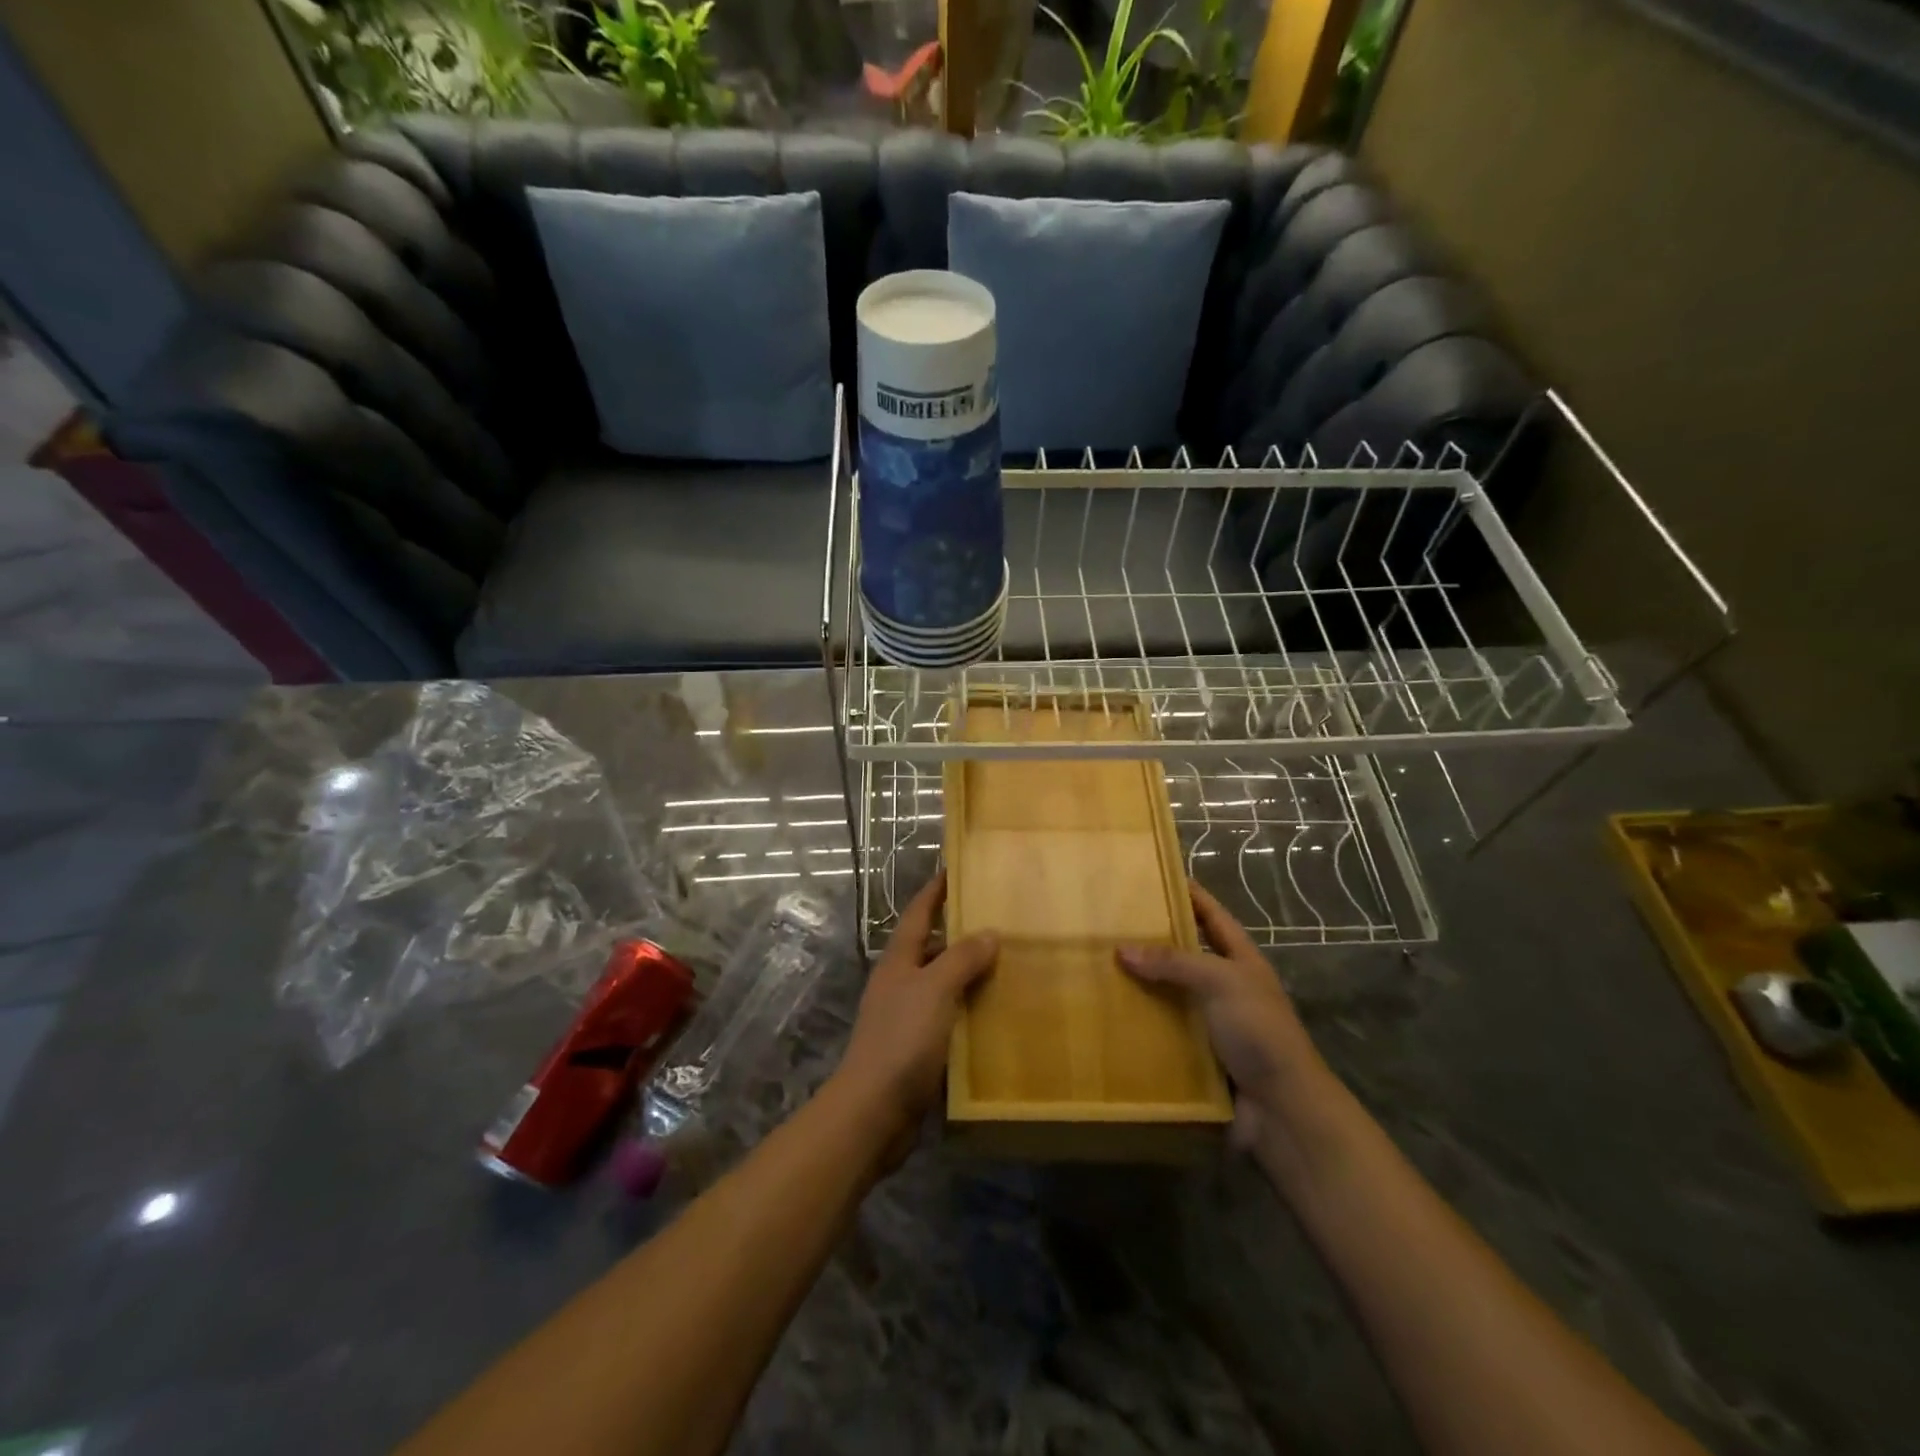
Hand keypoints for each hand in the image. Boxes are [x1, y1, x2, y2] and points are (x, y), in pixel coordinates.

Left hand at [833, 872, 997, 1145]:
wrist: (874, 1111)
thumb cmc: (902, 1040)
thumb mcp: (934, 990)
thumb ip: (961, 959)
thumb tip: (988, 933)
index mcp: (899, 961)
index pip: (918, 914)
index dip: (936, 891)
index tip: (957, 869)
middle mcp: (901, 983)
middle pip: (933, 948)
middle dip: (962, 934)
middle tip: (1001, 921)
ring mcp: (908, 1017)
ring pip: (944, 985)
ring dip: (970, 974)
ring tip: (1010, 964)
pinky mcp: (919, 1049)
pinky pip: (950, 1018)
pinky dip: (971, 1011)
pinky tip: (998, 1014)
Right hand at [1120, 881, 1336, 1155]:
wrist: (1282, 1110)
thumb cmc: (1259, 1032)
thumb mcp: (1221, 982)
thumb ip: (1174, 962)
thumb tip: (1122, 949)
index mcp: (1241, 961)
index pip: (1213, 916)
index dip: (1190, 894)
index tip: (1156, 875)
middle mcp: (1226, 987)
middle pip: (1186, 954)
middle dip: (1153, 939)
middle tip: (1111, 923)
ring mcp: (1212, 1023)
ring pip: (1170, 993)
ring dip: (1141, 984)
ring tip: (1099, 967)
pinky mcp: (1197, 1056)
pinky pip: (1163, 1031)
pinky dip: (1140, 1024)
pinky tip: (1109, 1016)